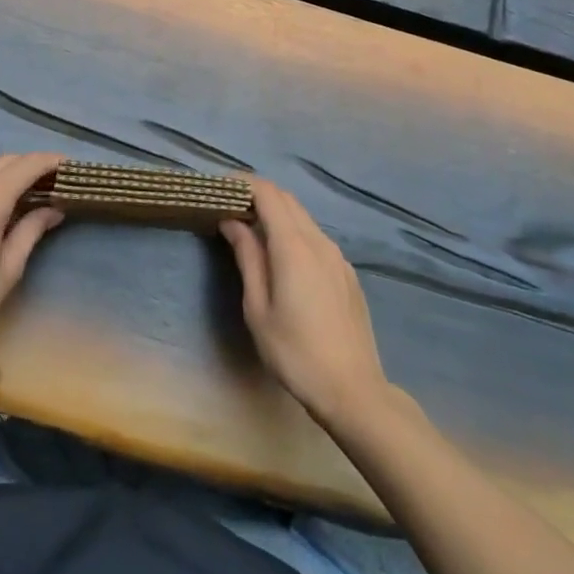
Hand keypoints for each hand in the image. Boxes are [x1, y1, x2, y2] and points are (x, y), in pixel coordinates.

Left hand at [0, 153, 65, 379]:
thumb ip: (31, 230)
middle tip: (54, 181)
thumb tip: (53, 210)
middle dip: (31, 165)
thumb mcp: (8, 269)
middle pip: (5, 162)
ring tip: (29, 193)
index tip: (70, 167)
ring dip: (8, 175)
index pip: (27, 165)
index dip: (51, 162)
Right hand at [220, 178, 389, 426]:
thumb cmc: (295, 353)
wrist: (353, 390)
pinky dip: (294, 233)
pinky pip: (316, 238)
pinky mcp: (347, 272)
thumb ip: (247, 258)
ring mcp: (337, 256)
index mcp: (294, 246)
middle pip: (287, 200)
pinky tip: (282, 258)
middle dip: (258, 195)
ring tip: (251, 231)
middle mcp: (319, 241)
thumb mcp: (258, 309)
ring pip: (303, 218)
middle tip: (230, 207)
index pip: (268, 194)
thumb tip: (233, 222)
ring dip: (277, 214)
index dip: (243, 184)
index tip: (220, 187)